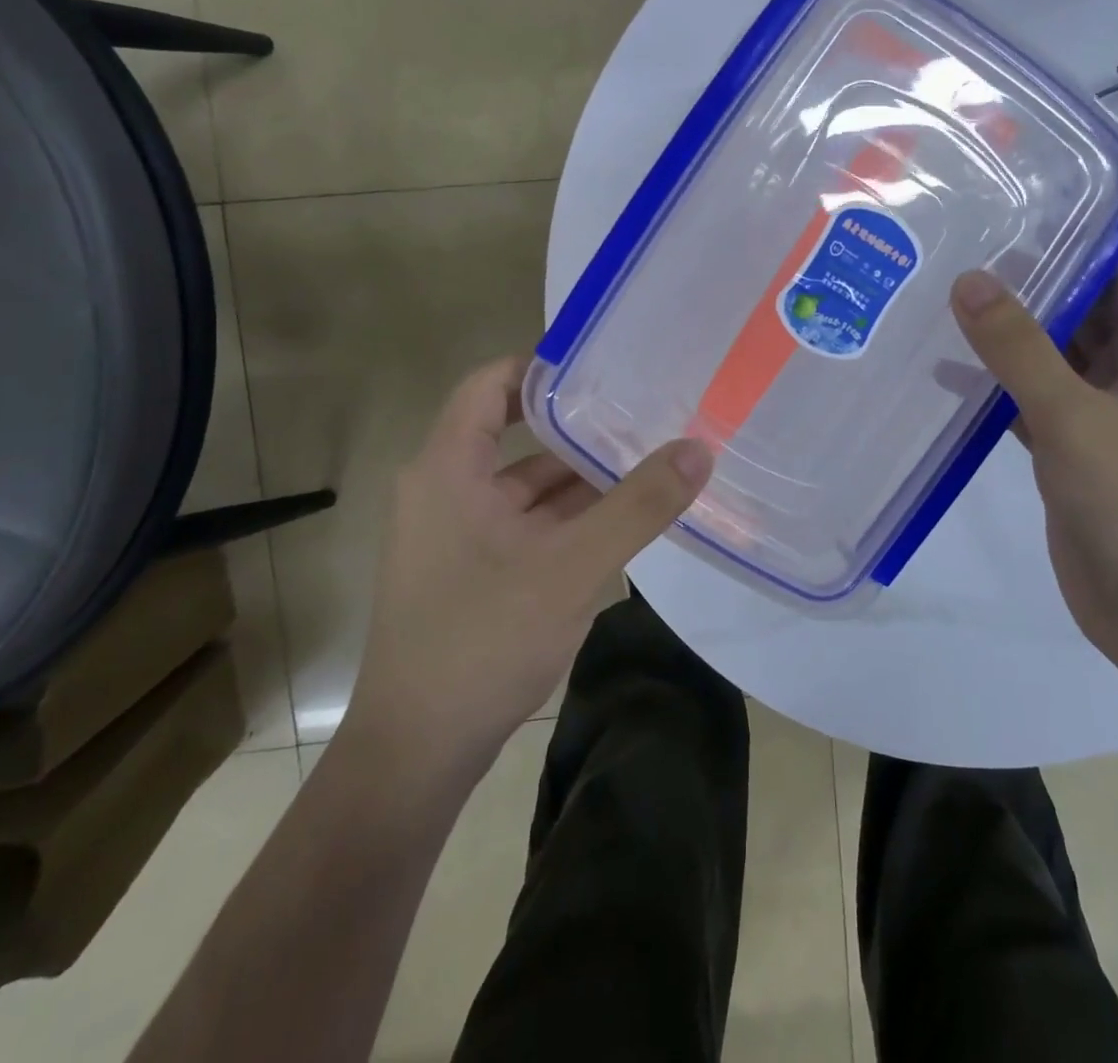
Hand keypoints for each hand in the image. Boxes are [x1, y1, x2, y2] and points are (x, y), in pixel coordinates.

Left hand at [344, 355, 712, 764]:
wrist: (417, 754)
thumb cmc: (482, 641)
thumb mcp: (572, 567)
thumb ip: (638, 505)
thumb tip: (699, 448)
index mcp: (447, 469)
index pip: (489, 385)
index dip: (542, 366)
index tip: (604, 362)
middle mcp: (444, 490)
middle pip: (515, 435)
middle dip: (579, 426)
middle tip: (644, 408)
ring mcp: (456, 534)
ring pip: (526, 486)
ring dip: (580, 478)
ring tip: (648, 457)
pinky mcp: (471, 571)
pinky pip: (526, 524)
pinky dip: (569, 517)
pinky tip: (621, 518)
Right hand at [951, 261, 1117, 673]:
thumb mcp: (1072, 415)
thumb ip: (1018, 347)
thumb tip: (970, 279)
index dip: (1073, 249)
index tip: (1008, 228)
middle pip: (1081, 318)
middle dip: (1028, 293)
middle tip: (957, 264)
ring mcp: (1105, 422)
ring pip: (1053, 365)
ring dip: (1008, 344)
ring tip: (942, 311)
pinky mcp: (1075, 457)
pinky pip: (1034, 407)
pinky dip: (999, 393)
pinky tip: (950, 381)